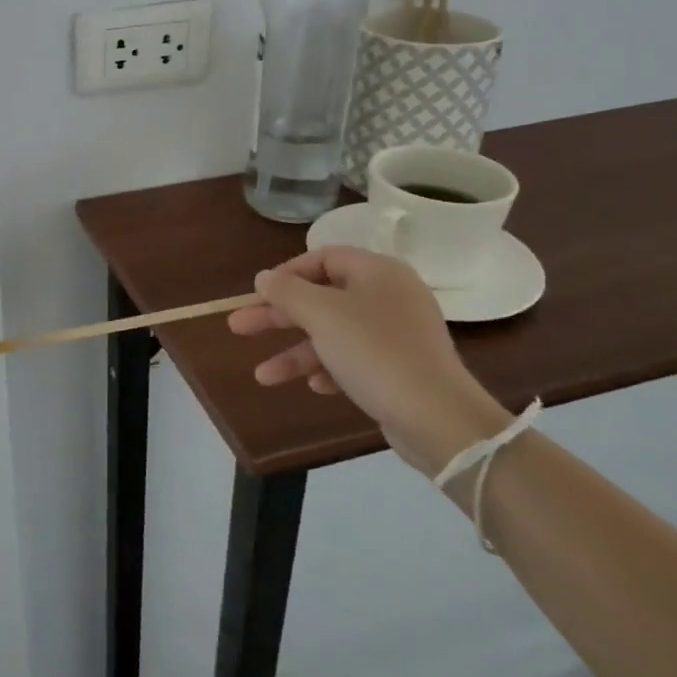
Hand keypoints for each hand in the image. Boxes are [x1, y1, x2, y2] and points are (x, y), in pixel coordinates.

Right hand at [228, 247, 507, 475]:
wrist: (438, 418)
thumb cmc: (375, 353)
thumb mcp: (321, 315)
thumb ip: (287, 291)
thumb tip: (264, 277)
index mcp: (377, 272)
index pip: (323, 258)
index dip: (286, 273)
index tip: (258, 293)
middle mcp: (389, 296)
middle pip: (321, 298)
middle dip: (278, 316)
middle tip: (238, 327)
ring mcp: (396, 334)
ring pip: (332, 333)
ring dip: (295, 351)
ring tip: (262, 376)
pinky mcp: (399, 368)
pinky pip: (352, 359)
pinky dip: (328, 368)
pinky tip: (312, 386)